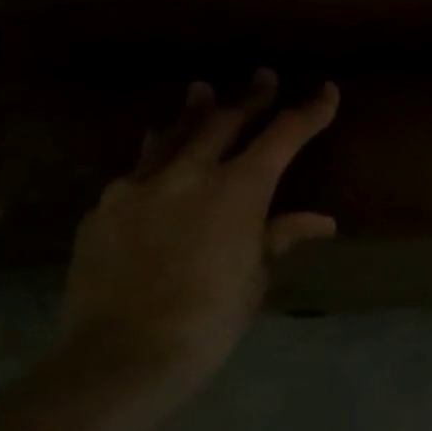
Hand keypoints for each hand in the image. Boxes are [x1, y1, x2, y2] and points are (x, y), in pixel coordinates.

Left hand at [59, 69, 339, 389]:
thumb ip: (280, 234)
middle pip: (224, 120)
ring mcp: (139, 188)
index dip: (309, 111)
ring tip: (200, 91)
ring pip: (172, 135)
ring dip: (193, 112)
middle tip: (262, 77)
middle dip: (250, 98)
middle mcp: (189, 174)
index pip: (284, 135)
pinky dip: (156, 157)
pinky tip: (156, 161)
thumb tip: (321, 221)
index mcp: (239, 189)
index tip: (327, 91)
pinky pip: (136, 171)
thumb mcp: (256, 273)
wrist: (123, 353)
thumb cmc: (211, 315)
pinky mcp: (104, 210)